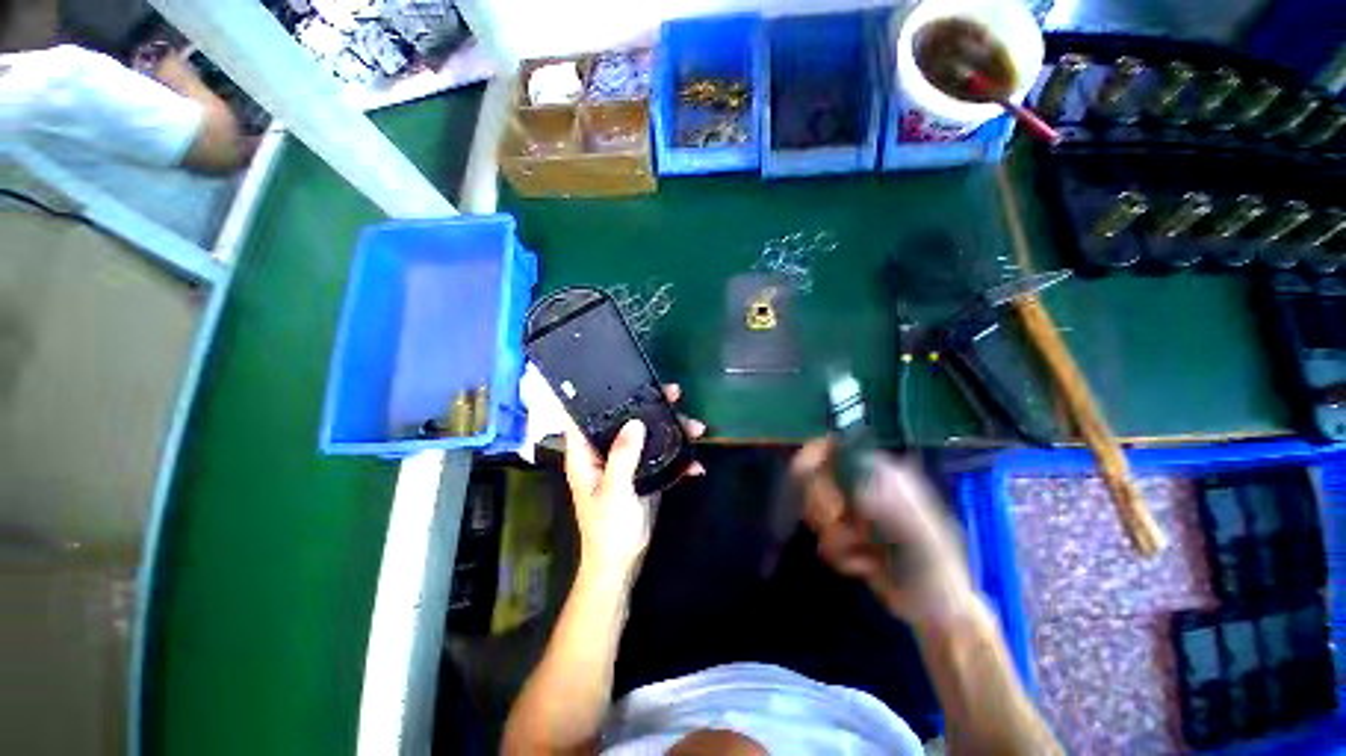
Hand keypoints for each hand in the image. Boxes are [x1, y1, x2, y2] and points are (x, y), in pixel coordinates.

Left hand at [564, 385, 704, 578]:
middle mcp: (605, 452)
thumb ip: (623, 456)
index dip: (599, 396)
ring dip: (672, 430)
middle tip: (674, 394)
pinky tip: (696, 466)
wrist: (622, 563)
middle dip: (650, 406)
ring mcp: (626, 462)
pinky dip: (678, 458)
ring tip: (698, 428)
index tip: (622, 379)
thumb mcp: (615, 492)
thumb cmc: (608, 530)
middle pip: (625, 420)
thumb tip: (635, 421)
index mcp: (587, 454)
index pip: (584, 416)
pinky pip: (660, 456)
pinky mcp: (643, 474)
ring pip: (647, 435)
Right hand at [790, 439, 973, 627]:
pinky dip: (838, 555)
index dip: (814, 456)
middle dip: (821, 504)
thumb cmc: (934, 566)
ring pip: (813, 509)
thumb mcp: (919, 532)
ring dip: (833, 536)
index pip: (834, 447)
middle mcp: (861, 486)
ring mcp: (851, 512)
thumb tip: (857, 492)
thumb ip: (889, 507)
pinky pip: (821, 537)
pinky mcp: (842, 536)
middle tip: (838, 522)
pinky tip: (864, 566)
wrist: (933, 609)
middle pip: (814, 476)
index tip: (806, 477)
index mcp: (881, 474)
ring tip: (862, 552)